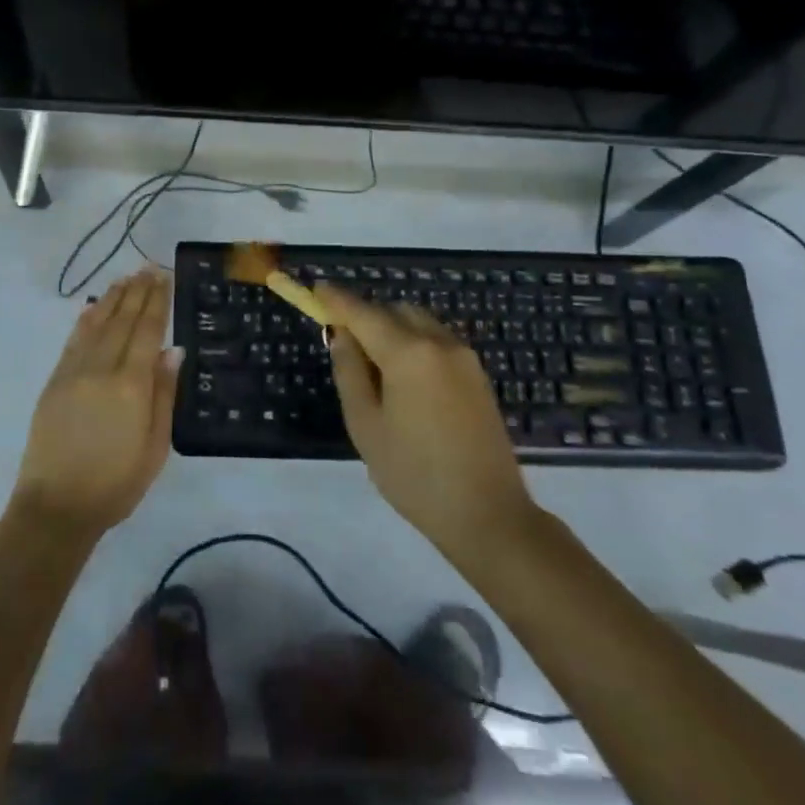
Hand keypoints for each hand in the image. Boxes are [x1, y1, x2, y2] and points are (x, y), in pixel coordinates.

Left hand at [15, 270, 178, 538]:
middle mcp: (101, 369)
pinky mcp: (55, 381)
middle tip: (149, 267)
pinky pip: (73, 341)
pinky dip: (85, 319)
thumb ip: (164, 396)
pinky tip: (92, 307)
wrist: (56, 506)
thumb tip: (174, 351)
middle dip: (137, 292)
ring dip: (112, 298)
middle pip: (122, 321)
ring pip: (96, 324)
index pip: (147, 332)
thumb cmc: (116, 484)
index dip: (157, 302)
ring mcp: (74, 372)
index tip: (164, 278)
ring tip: (125, 278)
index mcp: (131, 385)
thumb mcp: (154, 447)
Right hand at [316, 280, 536, 557]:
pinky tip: (404, 379)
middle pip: (395, 311)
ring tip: (374, 366)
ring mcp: (465, 358)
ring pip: (420, 323)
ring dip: (392, 328)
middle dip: (367, 316)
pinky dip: (414, 344)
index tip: (316, 288)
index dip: (337, 299)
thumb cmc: (413, 474)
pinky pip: (438, 342)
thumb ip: (349, 372)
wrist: (487, 515)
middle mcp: (440, 343)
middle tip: (343, 341)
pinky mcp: (478, 376)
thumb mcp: (366, 425)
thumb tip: (341, 336)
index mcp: (408, 353)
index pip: (364, 313)